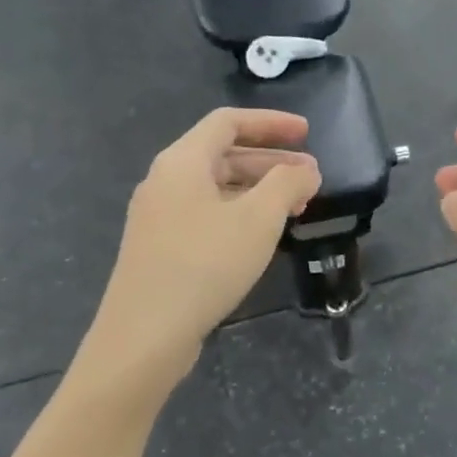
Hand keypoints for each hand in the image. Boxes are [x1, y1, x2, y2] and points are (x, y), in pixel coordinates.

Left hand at [84, 108, 320, 385]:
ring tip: (296, 207)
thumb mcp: (258, 219)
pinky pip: (206, 214)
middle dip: (272, 161)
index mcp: (183, 161)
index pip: (229, 122)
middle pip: (223, 154)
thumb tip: (306, 169)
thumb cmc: (205, 264)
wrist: (145, 334)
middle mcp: (165, 180)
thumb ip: (288, 183)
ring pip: (217, 188)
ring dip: (258, 190)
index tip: (307, 133)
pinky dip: (240, 213)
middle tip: (311, 177)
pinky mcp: (161, 248)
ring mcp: (159, 216)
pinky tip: (262, 236)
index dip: (271, 123)